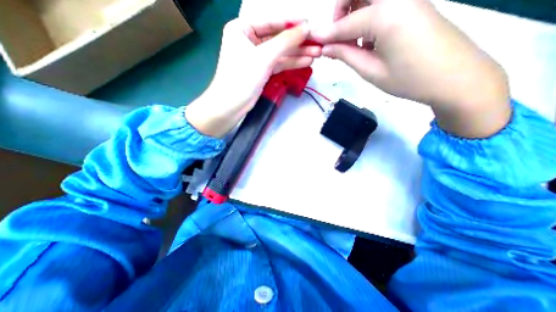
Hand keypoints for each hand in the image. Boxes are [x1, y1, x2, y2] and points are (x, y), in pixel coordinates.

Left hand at [184, 18, 319, 137]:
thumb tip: (305, 28)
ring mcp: (256, 57)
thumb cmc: (242, 78)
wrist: (231, 106)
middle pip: (277, 38)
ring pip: (280, 52)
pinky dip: (291, 63)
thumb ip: (285, 42)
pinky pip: (278, 63)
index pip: (271, 21)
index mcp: (242, 28)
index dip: (292, 23)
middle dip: (297, 41)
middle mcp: (249, 40)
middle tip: (317, 42)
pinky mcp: (261, 71)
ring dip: (297, 53)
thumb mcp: (264, 57)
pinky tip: (305, 62)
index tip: (310, 24)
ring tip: (317, 53)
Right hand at [310, 1, 509, 137]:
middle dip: (342, 7)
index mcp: (387, 15)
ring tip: (352, 41)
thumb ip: (346, 55)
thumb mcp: (371, 71)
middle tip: (337, 34)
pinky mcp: (415, 3)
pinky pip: (384, 3)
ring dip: (355, 11)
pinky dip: (369, 16)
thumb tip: (325, 48)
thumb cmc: (409, 79)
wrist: (456, 78)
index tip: (312, 40)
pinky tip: (369, 39)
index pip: (346, 24)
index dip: (326, 35)